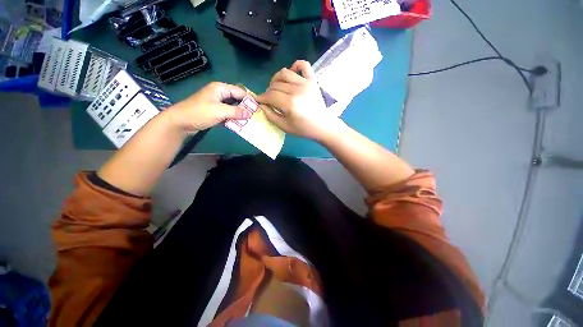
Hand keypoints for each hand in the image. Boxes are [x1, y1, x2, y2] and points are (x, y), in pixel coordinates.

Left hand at [166, 82, 249, 132]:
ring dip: (240, 114)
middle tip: (256, 115)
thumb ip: (235, 112)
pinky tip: (241, 124)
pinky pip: (229, 113)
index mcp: (220, 88)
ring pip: (233, 107)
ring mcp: (218, 103)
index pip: (239, 91)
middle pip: (237, 99)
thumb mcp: (219, 111)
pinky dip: (234, 118)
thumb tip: (250, 113)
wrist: (181, 122)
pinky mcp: (216, 111)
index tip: (259, 107)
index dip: (249, 99)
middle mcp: (220, 94)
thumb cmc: (199, 113)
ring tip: (251, 120)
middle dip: (246, 107)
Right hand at [257, 60, 341, 140]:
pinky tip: (291, 73)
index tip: (258, 100)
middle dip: (268, 91)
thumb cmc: (304, 129)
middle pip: (275, 85)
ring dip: (276, 79)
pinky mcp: (312, 80)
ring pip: (284, 73)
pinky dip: (295, 65)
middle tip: (269, 99)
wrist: (323, 125)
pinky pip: (303, 65)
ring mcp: (306, 83)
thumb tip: (261, 105)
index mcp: (290, 104)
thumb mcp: (285, 127)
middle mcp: (297, 90)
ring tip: (276, 87)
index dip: (262, 97)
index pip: (270, 95)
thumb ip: (271, 115)